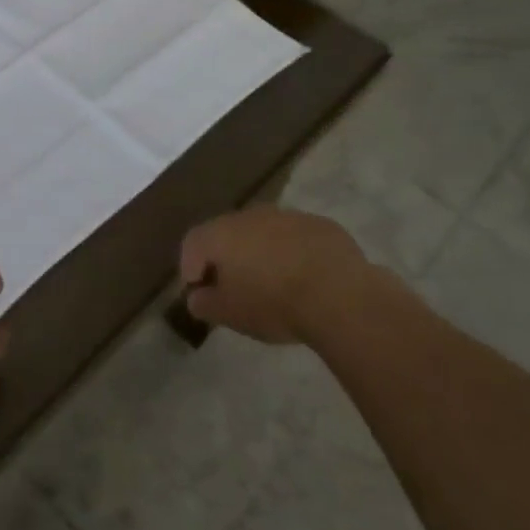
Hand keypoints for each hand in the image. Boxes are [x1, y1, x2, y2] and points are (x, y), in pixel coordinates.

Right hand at [180, 207, 370, 343]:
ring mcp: (287, 216)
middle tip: (235, 288)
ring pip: (264, 233)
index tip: (199, 293)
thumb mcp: (229, 314)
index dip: (190, 268)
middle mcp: (249, 215)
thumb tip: (197, 297)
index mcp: (221, 233)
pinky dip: (293, 254)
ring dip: (262, 254)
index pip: (192, 243)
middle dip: (227, 258)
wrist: (339, 295)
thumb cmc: (273, 304)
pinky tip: (306, 279)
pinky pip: (296, 238)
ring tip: (273, 285)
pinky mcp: (320, 225)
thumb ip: (204, 304)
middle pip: (228, 233)